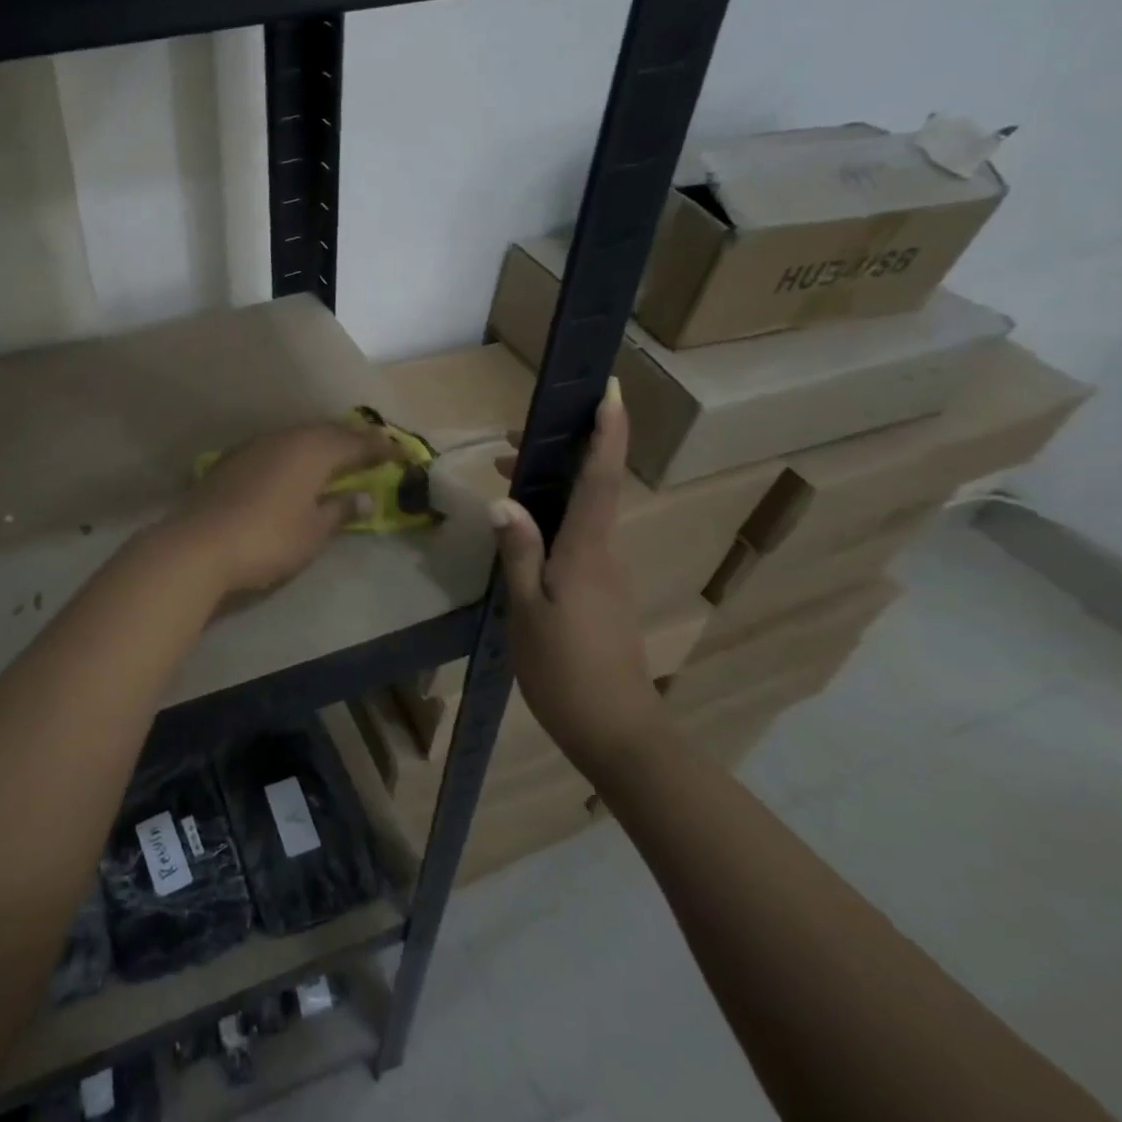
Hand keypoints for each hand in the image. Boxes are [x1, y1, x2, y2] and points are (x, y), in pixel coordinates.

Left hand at [168, 422, 397, 596]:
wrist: (200, 543)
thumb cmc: (269, 539)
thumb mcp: (314, 531)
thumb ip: (340, 509)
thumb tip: (364, 496)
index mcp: (313, 451)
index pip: (356, 443)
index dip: (381, 448)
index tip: (402, 453)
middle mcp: (286, 438)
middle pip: (326, 432)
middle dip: (353, 438)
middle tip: (374, 447)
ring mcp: (256, 446)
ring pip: (299, 436)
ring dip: (322, 442)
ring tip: (338, 453)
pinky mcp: (233, 459)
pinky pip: (277, 446)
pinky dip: (296, 452)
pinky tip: (295, 464)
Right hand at [489, 380, 671, 780]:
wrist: (617, 731)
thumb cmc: (566, 670)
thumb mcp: (527, 610)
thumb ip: (517, 552)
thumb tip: (504, 500)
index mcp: (587, 549)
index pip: (602, 477)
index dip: (608, 432)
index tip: (609, 390)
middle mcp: (604, 551)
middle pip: (592, 486)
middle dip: (563, 451)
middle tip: (513, 439)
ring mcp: (605, 571)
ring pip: (582, 511)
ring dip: (550, 484)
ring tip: (506, 476)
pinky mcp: (600, 590)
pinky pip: (577, 536)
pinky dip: (551, 516)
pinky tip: (520, 530)